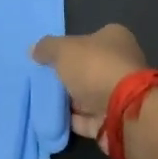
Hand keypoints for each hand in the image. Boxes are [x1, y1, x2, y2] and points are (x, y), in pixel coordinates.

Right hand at [30, 24, 146, 141]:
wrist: (123, 111)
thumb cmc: (95, 68)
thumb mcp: (63, 50)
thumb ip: (47, 48)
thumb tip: (34, 50)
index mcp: (115, 39)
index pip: (90, 38)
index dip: (70, 47)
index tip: (50, 57)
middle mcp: (121, 64)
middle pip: (88, 68)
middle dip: (68, 76)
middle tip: (43, 80)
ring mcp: (119, 94)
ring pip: (88, 95)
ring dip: (69, 100)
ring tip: (42, 101)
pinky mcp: (114, 119)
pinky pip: (87, 118)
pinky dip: (72, 120)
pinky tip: (52, 119)